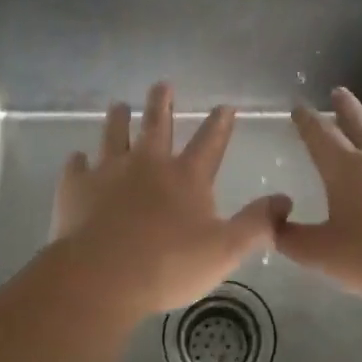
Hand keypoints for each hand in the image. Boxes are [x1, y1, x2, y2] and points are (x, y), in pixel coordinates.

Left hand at [53, 82, 289, 320]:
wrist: (101, 277)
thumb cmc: (168, 265)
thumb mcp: (225, 250)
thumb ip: (257, 224)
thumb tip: (285, 200)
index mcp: (186, 177)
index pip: (210, 142)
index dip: (220, 124)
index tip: (225, 105)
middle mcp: (148, 164)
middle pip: (157, 125)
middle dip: (162, 103)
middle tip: (162, 84)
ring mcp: (108, 172)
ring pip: (113, 135)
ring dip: (117, 119)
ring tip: (118, 106)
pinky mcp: (76, 188)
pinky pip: (76, 167)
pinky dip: (78, 162)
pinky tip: (77, 159)